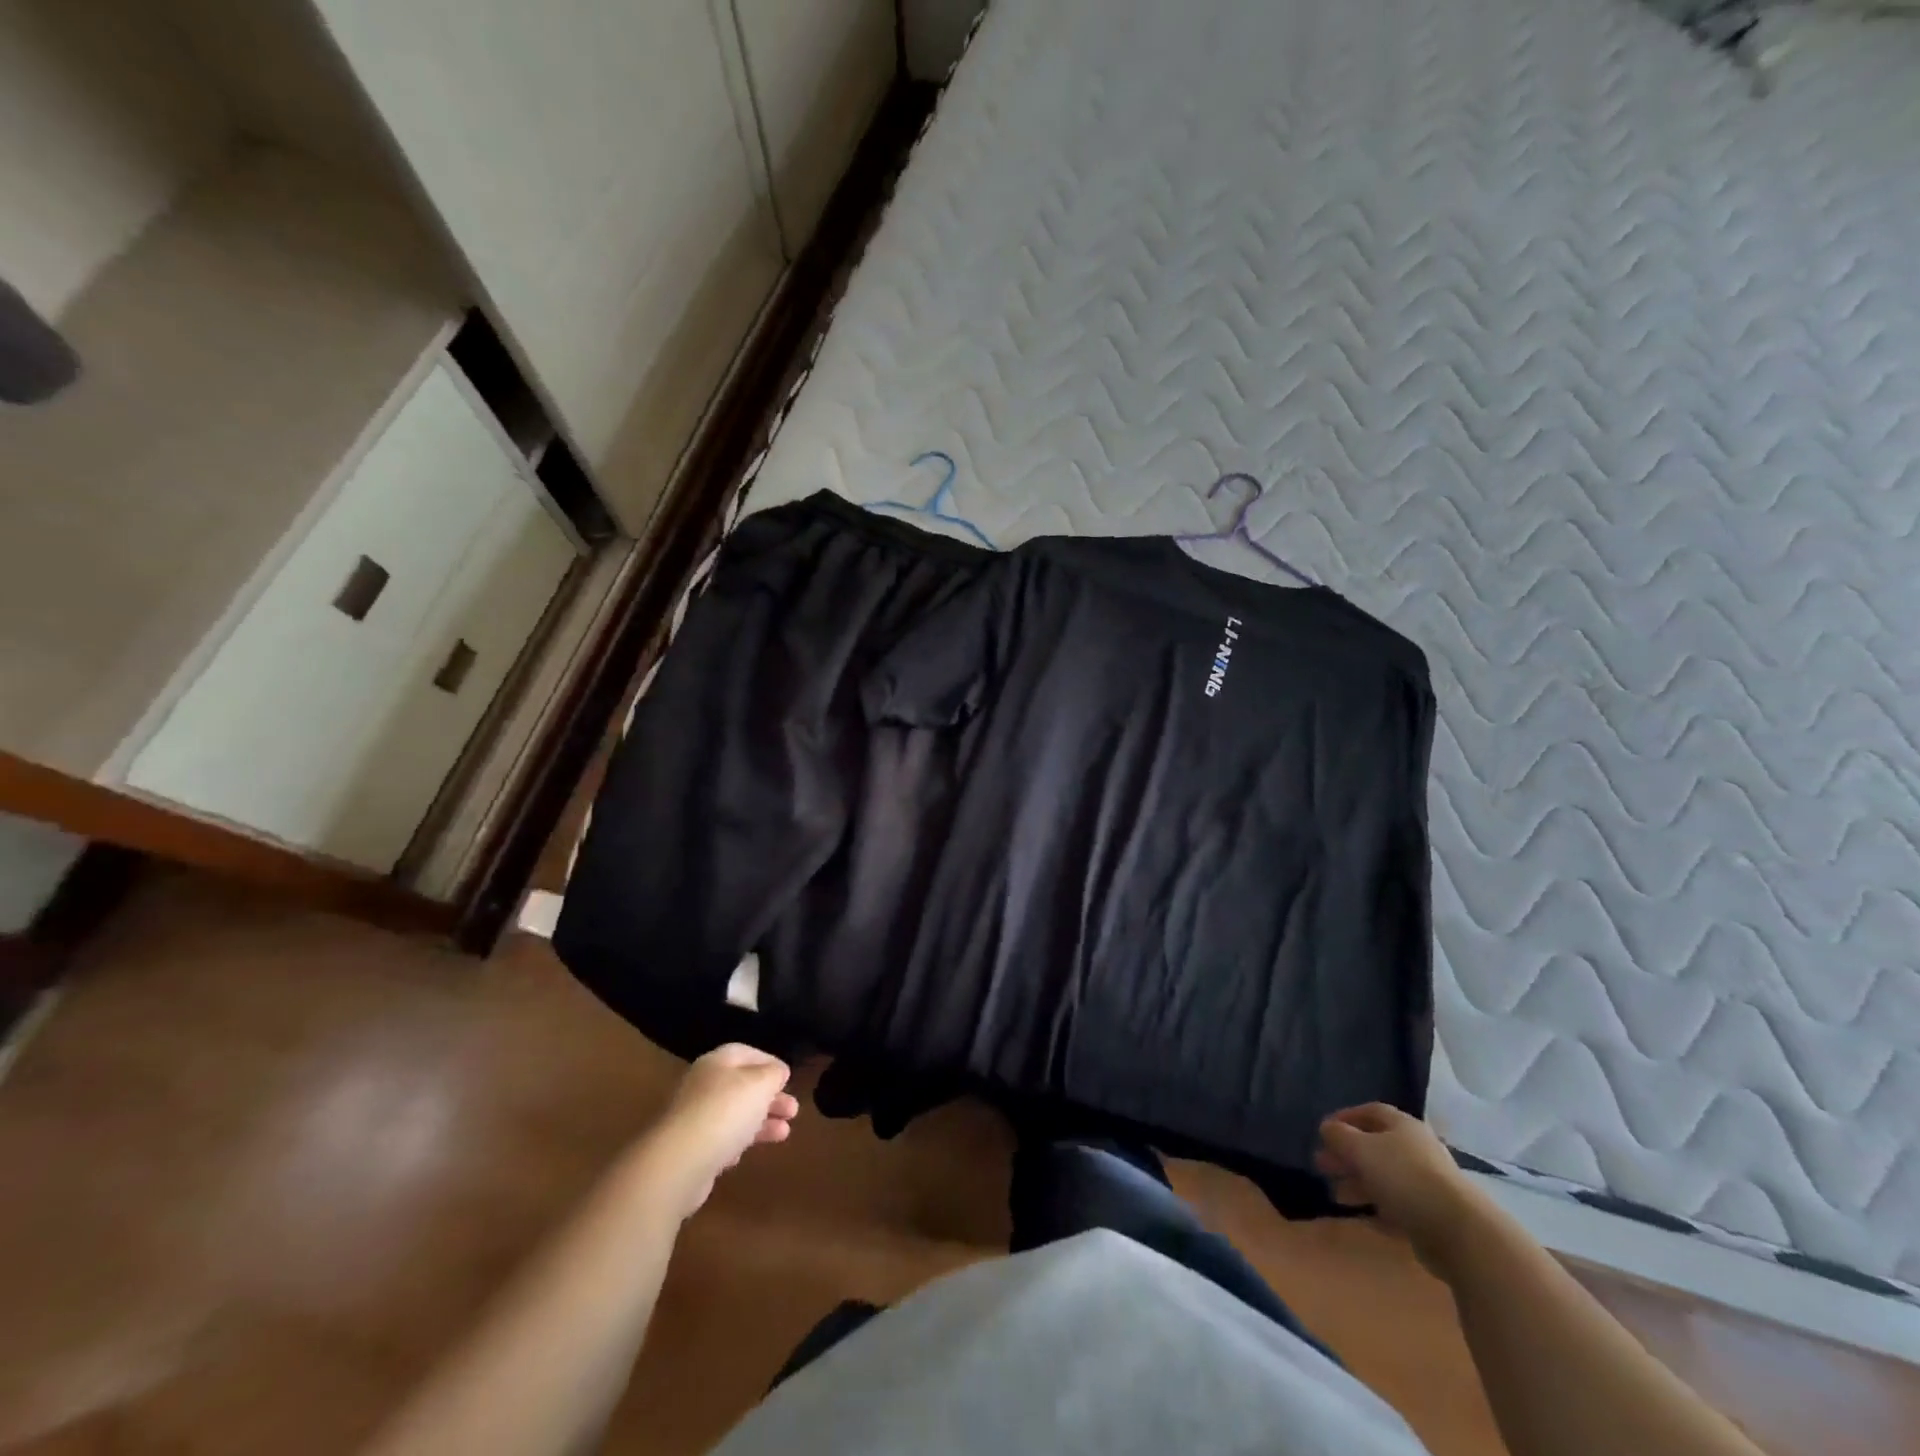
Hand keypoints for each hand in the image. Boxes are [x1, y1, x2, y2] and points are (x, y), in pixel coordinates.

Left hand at [647, 1045, 798, 1216]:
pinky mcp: (691, 1149)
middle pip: (742, 1086)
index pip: (747, 1053)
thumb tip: (778, 1072)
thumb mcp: (760, 1084)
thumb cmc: (725, 1111)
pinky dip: (738, 1143)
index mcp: (717, 1062)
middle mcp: (703, 1085)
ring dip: (762, 1122)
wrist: (680, 1162)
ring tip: (785, 1133)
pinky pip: (720, 1140)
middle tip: (793, 1110)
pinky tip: (746, 1153)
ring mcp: (694, 1118)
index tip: (789, 1077)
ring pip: (735, 1114)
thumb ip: (773, 1074)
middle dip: (770, 1097)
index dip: (770, 1062)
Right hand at [1315, 1103, 1489, 1271]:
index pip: (1371, 1112)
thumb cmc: (1404, 1178)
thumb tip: (1327, 1128)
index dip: (1346, 1117)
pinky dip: (1377, 1208)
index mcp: (1403, 1127)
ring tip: (1336, 1194)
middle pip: (1375, 1146)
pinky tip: (1361, 1216)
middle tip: (1322, 1165)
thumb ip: (1338, 1136)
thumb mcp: (1360, 1149)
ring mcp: (1427, 1184)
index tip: (1324, 1130)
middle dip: (1347, 1154)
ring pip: (1384, 1177)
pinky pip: (1397, 1206)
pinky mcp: (1431, 1215)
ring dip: (1358, 1183)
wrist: (1458, 1232)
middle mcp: (1417, 1150)